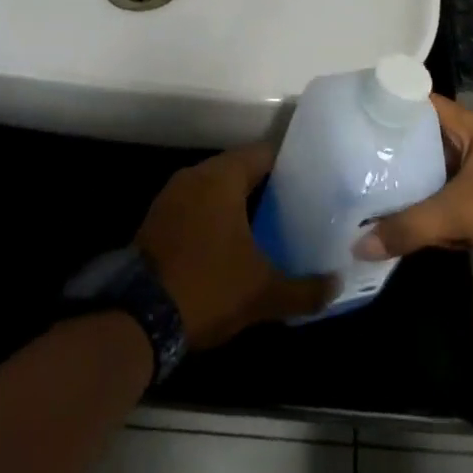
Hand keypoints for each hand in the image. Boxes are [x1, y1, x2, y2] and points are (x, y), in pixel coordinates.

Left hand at [135, 142, 334, 348]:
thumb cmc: (207, 287)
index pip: (264, 154)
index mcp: (222, 176)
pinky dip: (214, 218)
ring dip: (238, 204)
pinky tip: (232, 243)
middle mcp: (195, 176)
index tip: (313, 183)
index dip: (291, 166)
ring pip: (215, 189)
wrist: (136, 318)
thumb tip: (336, 284)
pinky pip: (195, 207)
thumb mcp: (263, 293)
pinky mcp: (156, 220)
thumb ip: (305, 288)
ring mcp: (171, 197)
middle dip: (266, 187)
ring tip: (269, 225)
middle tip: (297, 207)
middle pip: (239, 169)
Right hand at [353, 96, 472, 284]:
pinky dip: (420, 215)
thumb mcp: (460, 212)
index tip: (351, 114)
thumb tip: (358, 244)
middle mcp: (470, 148)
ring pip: (429, 178)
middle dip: (388, 151)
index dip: (389, 105)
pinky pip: (441, 207)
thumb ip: (409, 226)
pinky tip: (389, 224)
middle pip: (420, 142)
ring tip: (357, 189)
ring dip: (403, 187)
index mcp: (470, 129)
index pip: (420, 103)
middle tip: (345, 156)